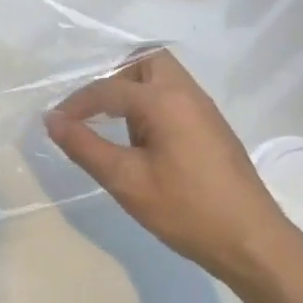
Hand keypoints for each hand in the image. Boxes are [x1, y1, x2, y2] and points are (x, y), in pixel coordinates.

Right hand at [44, 51, 302, 292]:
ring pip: (164, 78)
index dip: (76, 104)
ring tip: (113, 125)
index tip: (54, 123)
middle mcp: (187, 94)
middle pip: (146, 62)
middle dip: (114, 78)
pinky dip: (151, 105)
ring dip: (134, 91)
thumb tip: (52, 120)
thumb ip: (84, 146)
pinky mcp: (213, 128)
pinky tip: (141, 140)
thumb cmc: (185, 209)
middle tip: (92, 109)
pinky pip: (175, 98)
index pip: (109, 89)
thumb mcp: (125, 180)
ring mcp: (204, 110)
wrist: (251, 241)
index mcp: (164, 100)